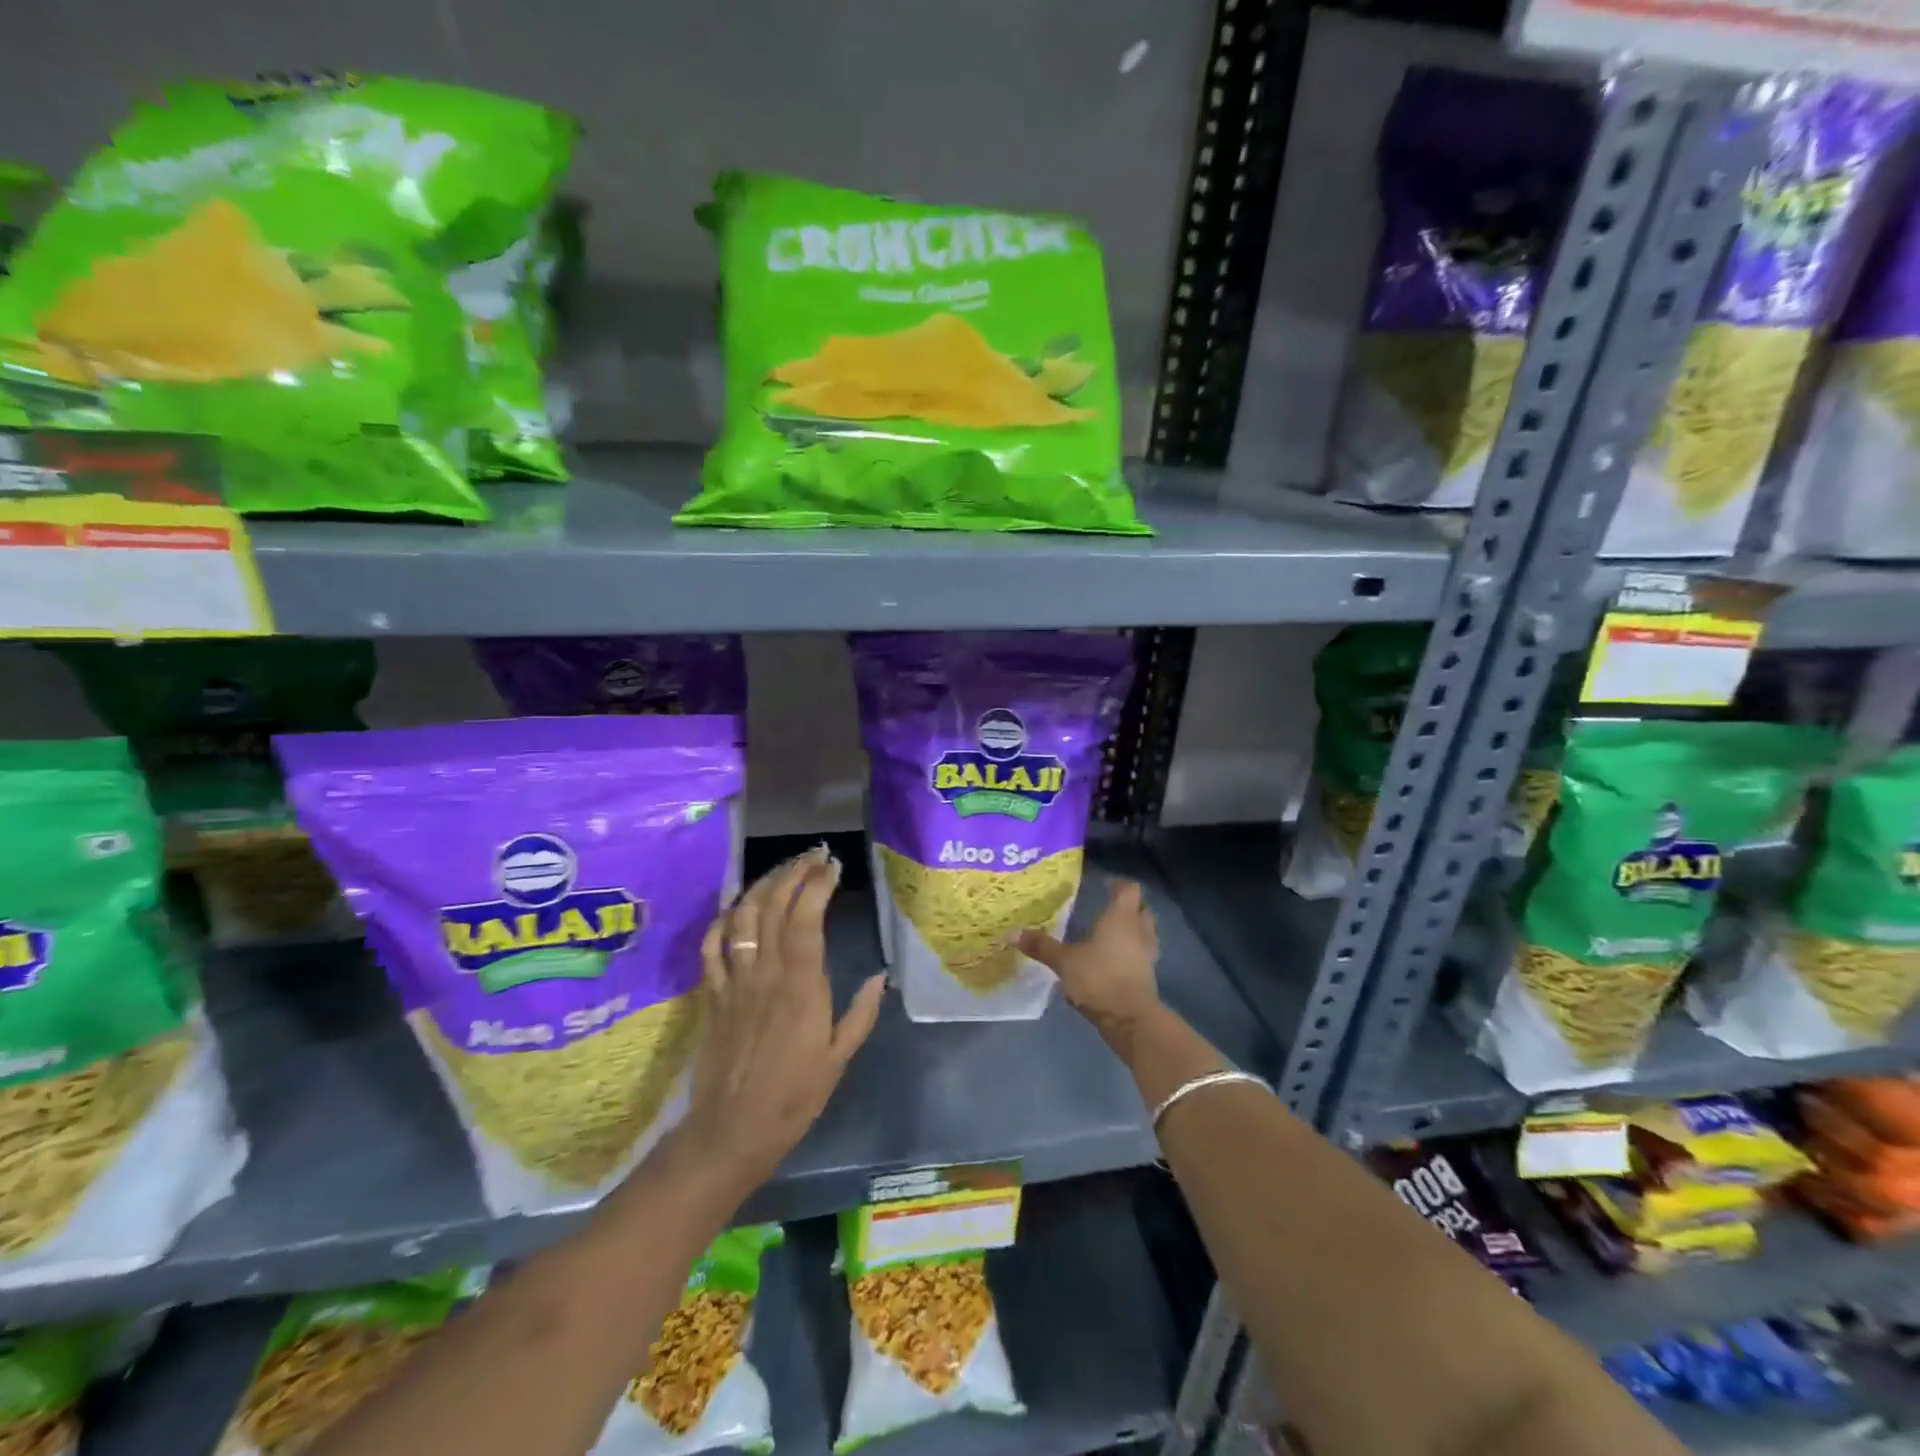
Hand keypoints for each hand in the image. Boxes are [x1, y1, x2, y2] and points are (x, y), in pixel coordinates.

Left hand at [669, 847, 886, 1197]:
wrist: (731, 1130)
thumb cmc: (794, 1096)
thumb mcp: (839, 1058)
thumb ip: (860, 1014)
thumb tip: (882, 978)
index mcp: (801, 986)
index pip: (806, 918)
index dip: (818, 885)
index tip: (833, 865)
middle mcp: (765, 973)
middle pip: (774, 906)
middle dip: (793, 872)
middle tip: (813, 855)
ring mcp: (733, 981)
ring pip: (742, 917)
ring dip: (762, 885)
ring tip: (782, 869)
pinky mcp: (711, 993)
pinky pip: (711, 946)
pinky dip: (723, 918)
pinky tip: (737, 905)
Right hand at [1013, 879, 1160, 1047]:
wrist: (1130, 1019)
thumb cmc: (1098, 978)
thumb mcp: (1064, 962)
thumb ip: (1041, 946)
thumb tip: (1011, 933)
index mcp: (1120, 918)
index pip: (1129, 890)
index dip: (1118, 885)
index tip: (1104, 885)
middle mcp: (1138, 930)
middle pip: (1141, 908)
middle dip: (1128, 906)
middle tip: (1108, 907)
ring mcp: (1147, 953)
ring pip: (1145, 931)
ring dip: (1133, 929)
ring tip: (1112, 932)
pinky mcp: (1149, 975)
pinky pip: (1142, 953)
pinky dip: (1132, 951)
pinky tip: (1115, 959)